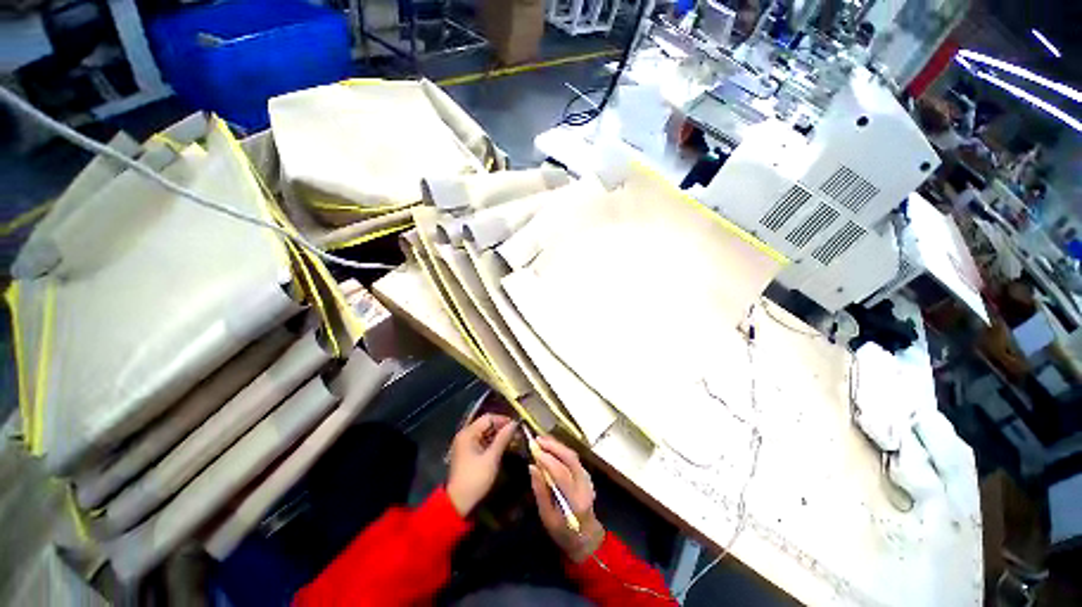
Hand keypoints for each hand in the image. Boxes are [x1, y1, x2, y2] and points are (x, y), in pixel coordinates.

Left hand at [446, 414, 516, 516]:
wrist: (458, 503)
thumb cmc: (475, 478)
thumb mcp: (492, 458)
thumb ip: (503, 438)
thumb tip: (514, 424)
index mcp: (468, 433)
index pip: (488, 418)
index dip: (503, 420)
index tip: (517, 426)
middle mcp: (465, 435)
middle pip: (486, 424)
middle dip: (502, 428)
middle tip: (516, 435)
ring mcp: (466, 444)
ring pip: (485, 433)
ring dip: (498, 436)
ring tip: (512, 441)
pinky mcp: (468, 453)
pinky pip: (482, 442)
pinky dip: (492, 443)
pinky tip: (503, 448)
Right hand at [528, 435, 604, 562]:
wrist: (586, 537)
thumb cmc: (563, 532)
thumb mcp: (547, 517)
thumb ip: (540, 491)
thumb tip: (532, 466)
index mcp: (575, 500)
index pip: (562, 473)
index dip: (547, 460)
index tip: (534, 450)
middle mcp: (584, 485)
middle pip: (570, 458)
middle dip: (553, 446)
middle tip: (537, 440)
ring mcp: (587, 478)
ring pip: (572, 455)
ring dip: (557, 445)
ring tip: (541, 440)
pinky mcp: (586, 474)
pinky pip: (573, 457)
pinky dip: (561, 449)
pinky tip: (551, 447)